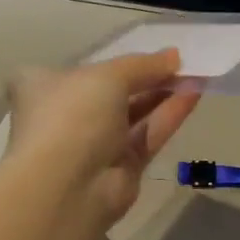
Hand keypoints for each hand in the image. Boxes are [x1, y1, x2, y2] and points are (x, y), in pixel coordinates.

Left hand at [4, 50, 199, 229]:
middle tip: (180, 62)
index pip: (79, 69)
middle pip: (113, 91)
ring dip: (163, 93)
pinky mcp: (121, 166)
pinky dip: (170, 114)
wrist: (66, 187)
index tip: (145, 52)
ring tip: (195, 74)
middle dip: (147, 76)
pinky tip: (195, 93)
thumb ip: (143, 64)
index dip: (112, 60)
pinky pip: (148, 133)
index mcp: (44, 87)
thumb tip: (174, 55)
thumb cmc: (73, 115)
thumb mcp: (107, 76)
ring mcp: (94, 143)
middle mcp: (67, 114)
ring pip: (134, 113)